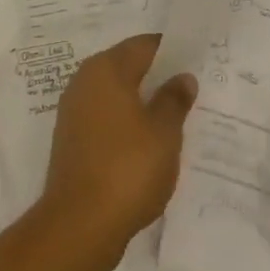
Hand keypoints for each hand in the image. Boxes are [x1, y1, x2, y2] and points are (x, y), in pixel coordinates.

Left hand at [34, 34, 196, 270]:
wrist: (79, 225)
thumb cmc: (128, 168)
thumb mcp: (165, 132)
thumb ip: (175, 99)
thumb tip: (182, 76)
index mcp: (106, 69)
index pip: (144, 45)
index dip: (172, 51)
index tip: (197, 61)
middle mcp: (85, 81)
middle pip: (128, 67)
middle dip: (158, 76)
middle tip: (191, 88)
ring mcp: (74, 111)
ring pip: (116, 94)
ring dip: (142, 102)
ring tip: (175, 117)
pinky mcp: (72, 140)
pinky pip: (106, 118)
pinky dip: (127, 123)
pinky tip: (149, 142)